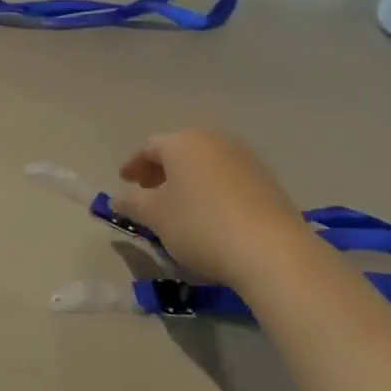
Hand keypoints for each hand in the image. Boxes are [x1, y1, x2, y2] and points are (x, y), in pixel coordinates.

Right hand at [113, 129, 309, 283]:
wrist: (271, 250)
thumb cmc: (200, 225)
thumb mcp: (155, 217)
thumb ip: (132, 203)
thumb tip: (119, 199)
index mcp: (183, 142)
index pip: (149, 147)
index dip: (133, 165)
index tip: (124, 183)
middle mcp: (214, 140)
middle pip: (179, 151)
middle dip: (161, 171)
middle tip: (148, 193)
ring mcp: (245, 158)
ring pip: (205, 163)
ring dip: (187, 180)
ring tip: (179, 206)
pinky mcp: (267, 180)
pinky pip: (228, 178)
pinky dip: (211, 189)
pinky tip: (210, 214)